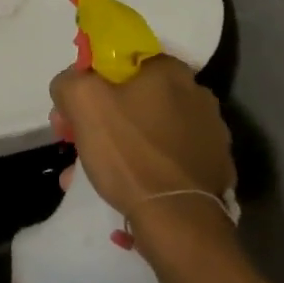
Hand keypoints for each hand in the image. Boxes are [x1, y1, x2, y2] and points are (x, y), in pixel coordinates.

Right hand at [48, 55, 233, 223]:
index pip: (119, 61)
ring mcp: (211, 134)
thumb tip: (71, 84)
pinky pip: (167, 158)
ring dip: (118, 144)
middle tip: (76, 143)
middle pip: (132, 97)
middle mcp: (197, 94)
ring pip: (148, 130)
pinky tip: (122, 186)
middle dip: (100, 118)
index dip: (88, 82)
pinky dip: (143, 166)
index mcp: (169, 70)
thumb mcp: (81, 101)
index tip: (71, 111)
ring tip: (89, 172)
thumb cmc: (129, 152)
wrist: (178, 221)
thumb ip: (69, 80)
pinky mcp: (214, 167)